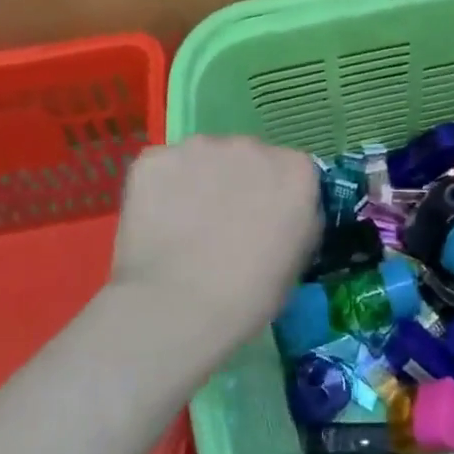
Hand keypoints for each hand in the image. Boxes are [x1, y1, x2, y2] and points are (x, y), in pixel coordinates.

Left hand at [111, 136, 320, 354]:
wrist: (181, 307)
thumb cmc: (251, 294)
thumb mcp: (298, 259)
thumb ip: (297, 219)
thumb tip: (281, 214)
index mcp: (296, 169)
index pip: (290, 171)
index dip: (274, 196)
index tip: (263, 222)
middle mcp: (252, 145)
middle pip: (246, 157)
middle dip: (236, 182)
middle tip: (221, 225)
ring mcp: (200, 147)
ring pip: (201, 158)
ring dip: (198, 181)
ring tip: (183, 225)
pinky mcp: (155, 158)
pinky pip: (161, 168)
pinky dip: (159, 189)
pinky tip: (156, 223)